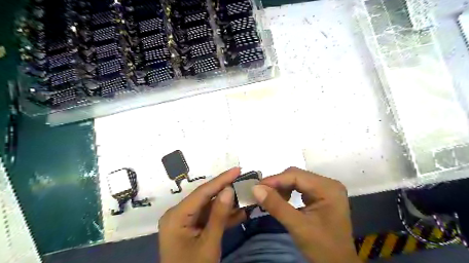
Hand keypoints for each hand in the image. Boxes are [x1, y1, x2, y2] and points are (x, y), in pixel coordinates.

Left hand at [159, 169, 245, 262]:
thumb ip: (219, 215)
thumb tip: (229, 189)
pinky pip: (208, 217)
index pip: (202, 192)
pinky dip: (222, 216)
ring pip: (209, 207)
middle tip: (243, 181)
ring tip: (245, 195)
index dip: (221, 180)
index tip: (237, 169)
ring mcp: (184, 221)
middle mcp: (178, 214)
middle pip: (205, 197)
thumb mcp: (209, 243)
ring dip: (227, 204)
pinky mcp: (191, 227)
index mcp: (176, 216)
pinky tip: (239, 213)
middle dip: (226, 190)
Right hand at [253, 168, 359, 262]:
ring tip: (269, 198)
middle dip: (277, 184)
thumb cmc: (322, 248)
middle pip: (296, 176)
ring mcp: (325, 189)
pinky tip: (281, 200)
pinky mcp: (321, 196)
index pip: (296, 175)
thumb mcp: (298, 226)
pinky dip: (287, 192)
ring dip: (281, 188)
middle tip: (260, 193)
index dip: (275, 180)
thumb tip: (255, 189)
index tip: (256, 187)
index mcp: (327, 188)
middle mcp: (328, 184)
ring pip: (296, 181)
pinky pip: (300, 188)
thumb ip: (276, 206)